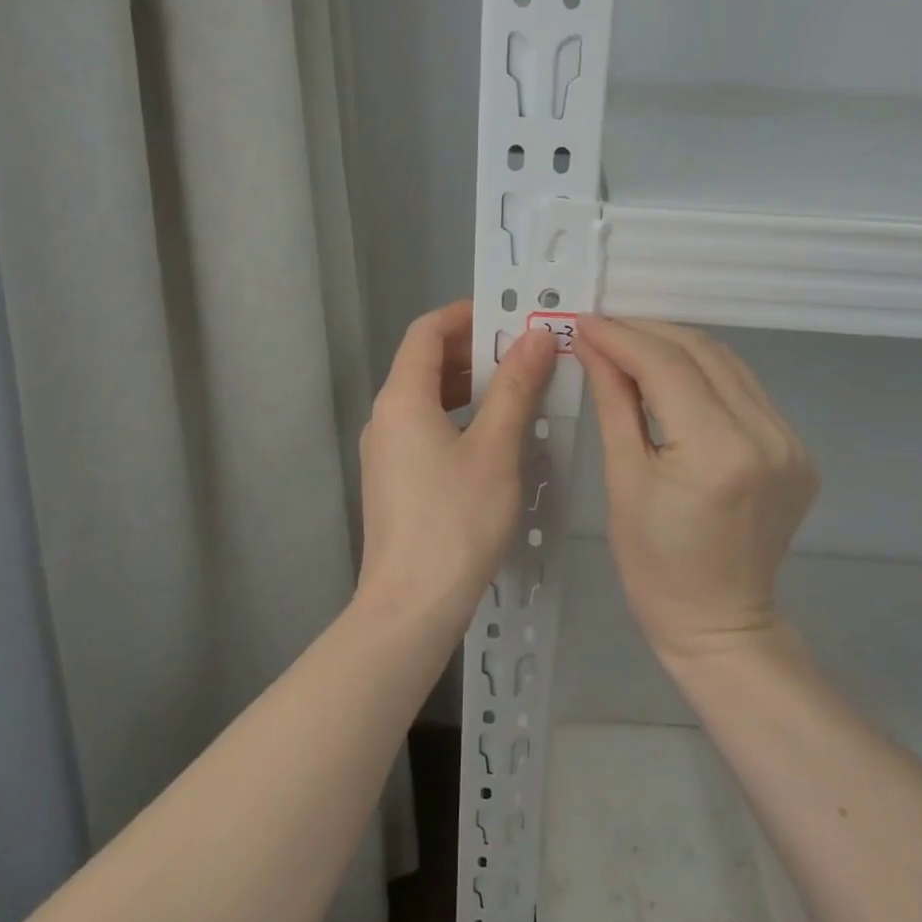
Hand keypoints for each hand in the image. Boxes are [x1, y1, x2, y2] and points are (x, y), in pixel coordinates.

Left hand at [356, 300, 556, 630]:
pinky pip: (425, 428)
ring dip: (468, 385)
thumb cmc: (456, 521)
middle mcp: (385, 417)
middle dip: (473, 350)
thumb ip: (515, 387)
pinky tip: (493, 438)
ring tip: (517, 390)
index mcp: (402, 398)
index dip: (466, 314)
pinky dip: (458, 417)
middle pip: (425, 362)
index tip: (509, 314)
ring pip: (426, 398)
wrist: (411, 606)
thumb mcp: (496, 449)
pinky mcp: (393, 480)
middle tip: (525, 353)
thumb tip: (536, 335)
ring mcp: (385, 451)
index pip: (426, 330)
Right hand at [574, 317, 817, 662]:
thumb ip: (614, 402)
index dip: (622, 337)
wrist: (720, 622)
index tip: (583, 322)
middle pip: (703, 353)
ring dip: (677, 348)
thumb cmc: (655, 565)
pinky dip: (705, 375)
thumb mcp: (623, 479)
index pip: (668, 366)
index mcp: (718, 451)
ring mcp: (791, 442)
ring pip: (728, 365)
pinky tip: (673, 379)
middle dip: (648, 333)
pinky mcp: (797, 451)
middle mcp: (766, 436)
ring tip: (631, 347)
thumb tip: (591, 344)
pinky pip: (746, 392)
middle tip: (602, 331)